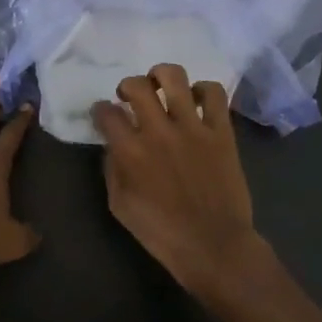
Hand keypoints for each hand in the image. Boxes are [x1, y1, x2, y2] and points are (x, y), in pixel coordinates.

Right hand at [91, 64, 277, 301]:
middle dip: (127, 86)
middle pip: (137, 86)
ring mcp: (193, 128)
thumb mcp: (120, 206)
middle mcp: (158, 132)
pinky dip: (204, 89)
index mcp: (130, 152)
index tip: (103, 114)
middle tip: (129, 96)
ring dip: (162, 75)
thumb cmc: (162, 233)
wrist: (213, 245)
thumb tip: (113, 145)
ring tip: (161, 85)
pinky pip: (214, 94)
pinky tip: (197, 100)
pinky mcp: (221, 132)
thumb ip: (112, 169)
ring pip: (174, 77)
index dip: (100, 109)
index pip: (106, 113)